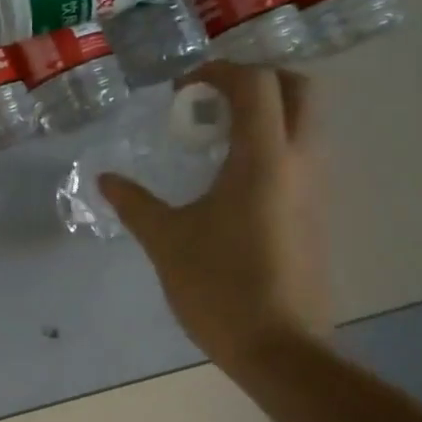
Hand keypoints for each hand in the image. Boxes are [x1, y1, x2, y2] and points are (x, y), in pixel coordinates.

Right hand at [99, 64, 330, 375]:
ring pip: (305, 124)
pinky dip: (271, 145)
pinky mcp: (316, 215)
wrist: (279, 349)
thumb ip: (135, 203)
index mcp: (264, 160)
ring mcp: (315, 190)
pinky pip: (301, 157)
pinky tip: (231, 180)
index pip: (257, 84)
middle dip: (256, 81)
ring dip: (266, 114)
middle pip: (299, 90)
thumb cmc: (219, 287)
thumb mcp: (166, 241)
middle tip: (211, 103)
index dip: (219, 72)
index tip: (183, 90)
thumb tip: (105, 179)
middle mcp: (300, 163)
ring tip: (215, 140)